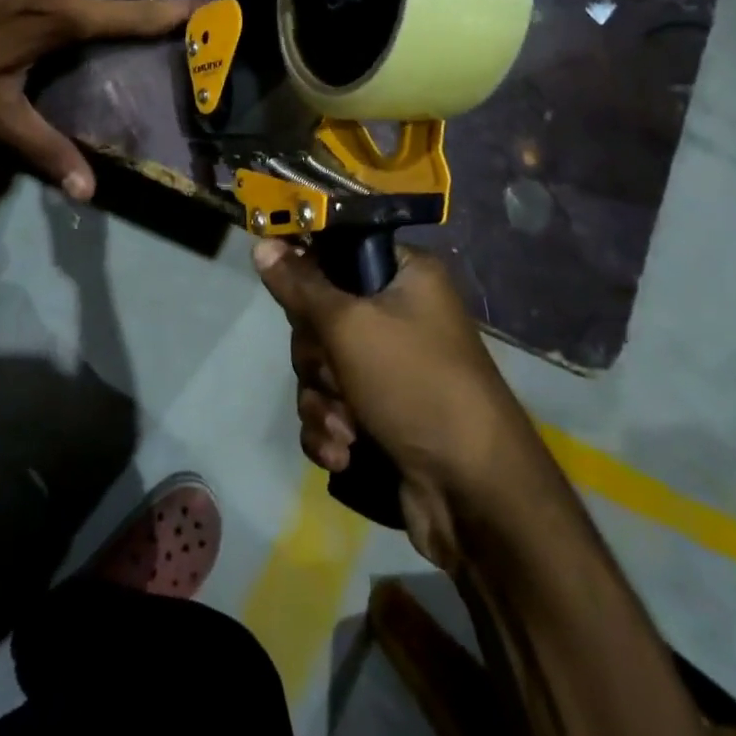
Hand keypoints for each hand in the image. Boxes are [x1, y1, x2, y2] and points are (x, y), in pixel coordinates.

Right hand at [252, 240, 541, 567]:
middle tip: (334, 374)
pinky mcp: (380, 412)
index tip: (287, 295)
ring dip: (322, 401)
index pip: (339, 251)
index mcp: (404, 275)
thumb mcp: (350, 326)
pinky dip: (331, 430)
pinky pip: (331, 406)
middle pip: (321, 316)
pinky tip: (345, 453)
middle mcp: (399, 313)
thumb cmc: (415, 384)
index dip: (307, 272)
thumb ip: (300, 285)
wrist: (473, 491)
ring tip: (345, 428)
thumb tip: (262, 244)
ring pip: (321, 366)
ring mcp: (390, 366)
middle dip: (317, 358)